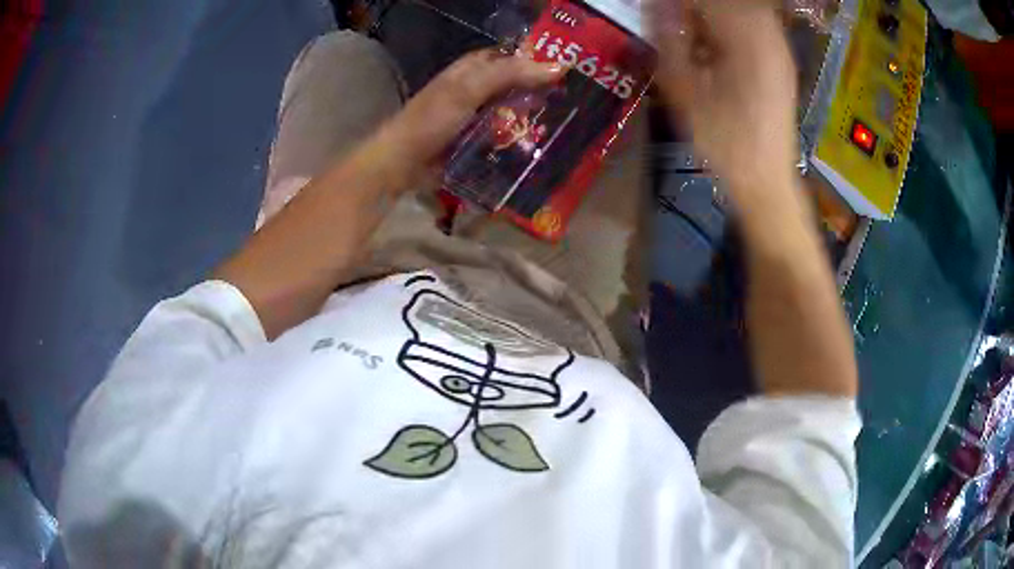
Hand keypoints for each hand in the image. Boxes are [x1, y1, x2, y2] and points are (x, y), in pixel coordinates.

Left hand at [365, 49, 563, 189]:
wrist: (403, 163)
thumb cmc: (431, 120)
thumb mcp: (468, 90)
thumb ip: (509, 74)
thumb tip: (558, 66)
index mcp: (471, 69)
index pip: (512, 57)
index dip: (537, 60)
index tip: (568, 70)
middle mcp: (476, 88)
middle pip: (516, 84)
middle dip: (540, 91)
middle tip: (574, 101)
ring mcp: (477, 116)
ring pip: (513, 110)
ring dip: (533, 117)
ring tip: (566, 124)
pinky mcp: (477, 140)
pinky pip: (505, 135)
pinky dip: (521, 138)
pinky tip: (542, 145)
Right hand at [649, 0, 798, 197]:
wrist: (766, 181)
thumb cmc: (724, 141)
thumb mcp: (684, 89)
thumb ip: (668, 40)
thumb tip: (655, 6)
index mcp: (747, 38)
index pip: (708, 0)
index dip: (682, 3)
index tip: (662, 13)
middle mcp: (769, 36)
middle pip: (730, 3)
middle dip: (700, 9)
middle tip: (679, 28)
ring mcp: (780, 50)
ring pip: (746, 11)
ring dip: (715, 17)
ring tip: (695, 39)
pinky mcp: (782, 64)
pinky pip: (756, 28)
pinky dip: (732, 29)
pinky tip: (717, 51)